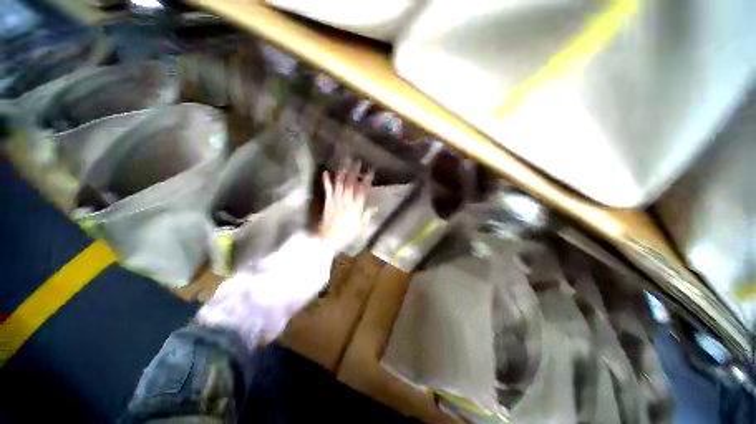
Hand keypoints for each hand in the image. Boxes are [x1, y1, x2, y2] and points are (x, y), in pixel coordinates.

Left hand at [318, 162, 372, 249]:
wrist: (329, 239)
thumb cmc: (347, 234)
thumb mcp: (360, 226)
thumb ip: (367, 216)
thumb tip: (374, 208)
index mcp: (356, 207)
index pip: (363, 190)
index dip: (367, 180)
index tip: (370, 172)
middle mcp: (347, 201)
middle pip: (351, 183)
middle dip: (355, 172)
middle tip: (358, 162)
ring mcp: (336, 200)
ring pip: (340, 183)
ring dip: (342, 172)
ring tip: (345, 162)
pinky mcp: (328, 202)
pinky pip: (327, 190)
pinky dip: (326, 181)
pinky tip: (325, 172)